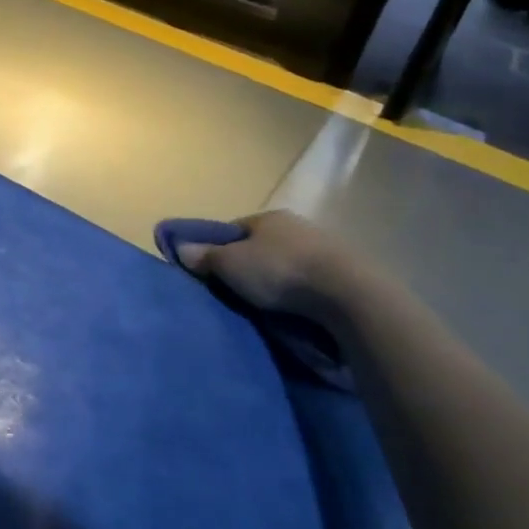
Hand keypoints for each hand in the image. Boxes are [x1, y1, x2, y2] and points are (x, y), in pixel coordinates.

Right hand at [172, 210, 376, 323]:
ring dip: (278, 281)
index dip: (218, 248)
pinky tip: (296, 311)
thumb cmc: (280, 271)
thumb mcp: (230, 264)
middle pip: (262, 246)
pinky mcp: (347, 274)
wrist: (349, 295)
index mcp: (268, 217)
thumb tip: (180, 248)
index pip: (234, 229)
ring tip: (266, 307)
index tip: (210, 271)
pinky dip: (301, 294)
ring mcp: (325, 248)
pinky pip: (312, 282)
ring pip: (289, 263)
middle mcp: (297, 226)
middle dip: (250, 266)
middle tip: (236, 292)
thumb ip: (205, 256)